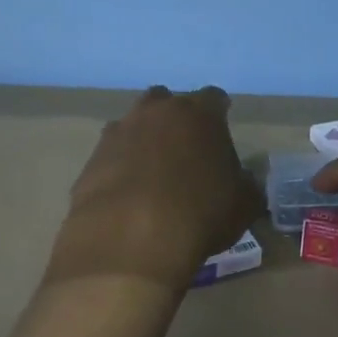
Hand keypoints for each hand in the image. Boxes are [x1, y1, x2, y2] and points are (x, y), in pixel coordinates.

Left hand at [45, 86, 260, 289]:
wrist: (130, 238)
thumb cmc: (199, 213)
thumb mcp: (243, 205)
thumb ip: (246, 185)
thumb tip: (243, 181)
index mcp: (199, 113)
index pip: (214, 98)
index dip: (219, 115)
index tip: (221, 134)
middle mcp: (156, 112)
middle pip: (166, 101)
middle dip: (175, 119)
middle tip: (184, 149)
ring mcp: (118, 132)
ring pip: (133, 125)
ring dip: (143, 141)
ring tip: (152, 174)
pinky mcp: (92, 159)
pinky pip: (111, 155)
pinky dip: (119, 167)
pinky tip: (127, 194)